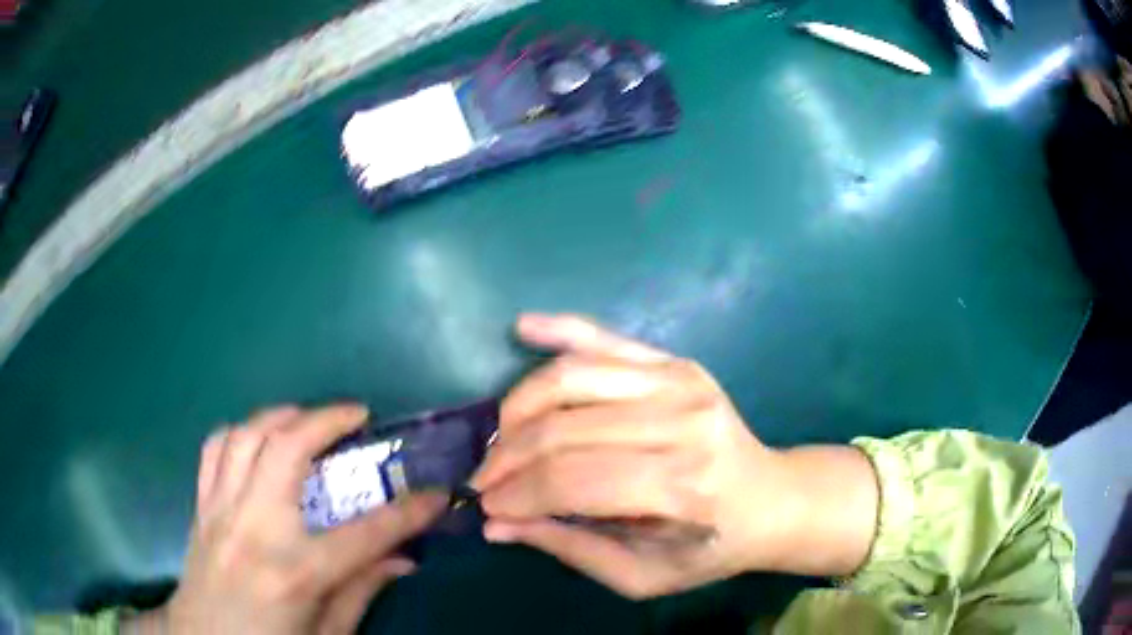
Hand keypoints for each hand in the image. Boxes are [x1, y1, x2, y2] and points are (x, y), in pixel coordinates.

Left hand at [142, 404, 446, 634]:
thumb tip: (402, 560)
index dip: (410, 512)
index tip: (437, 494)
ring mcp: (221, 509)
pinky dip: (240, 431)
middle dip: (327, 419)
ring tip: (308, 418)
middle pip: (288, 449)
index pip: (366, 534)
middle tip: (356, 415)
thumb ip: (361, 592)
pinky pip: (215, 447)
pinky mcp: (201, 504)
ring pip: (247, 435)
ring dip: (282, 415)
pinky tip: (258, 439)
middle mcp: (255, 528)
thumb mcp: (327, 634)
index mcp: (296, 572)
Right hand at [472, 314, 878, 598]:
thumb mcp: (642, 575)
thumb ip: (570, 549)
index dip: (516, 494)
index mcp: (679, 488)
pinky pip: (607, 337)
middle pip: (563, 429)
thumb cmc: (709, 547)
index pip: (571, 481)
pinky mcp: (677, 362)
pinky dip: (561, 330)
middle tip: (483, 479)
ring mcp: (681, 382)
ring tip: (500, 437)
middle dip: (507, 457)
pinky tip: (523, 327)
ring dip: (519, 406)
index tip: (485, 506)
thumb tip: (496, 525)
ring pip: (572, 378)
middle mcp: (680, 424)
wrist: (771, 498)